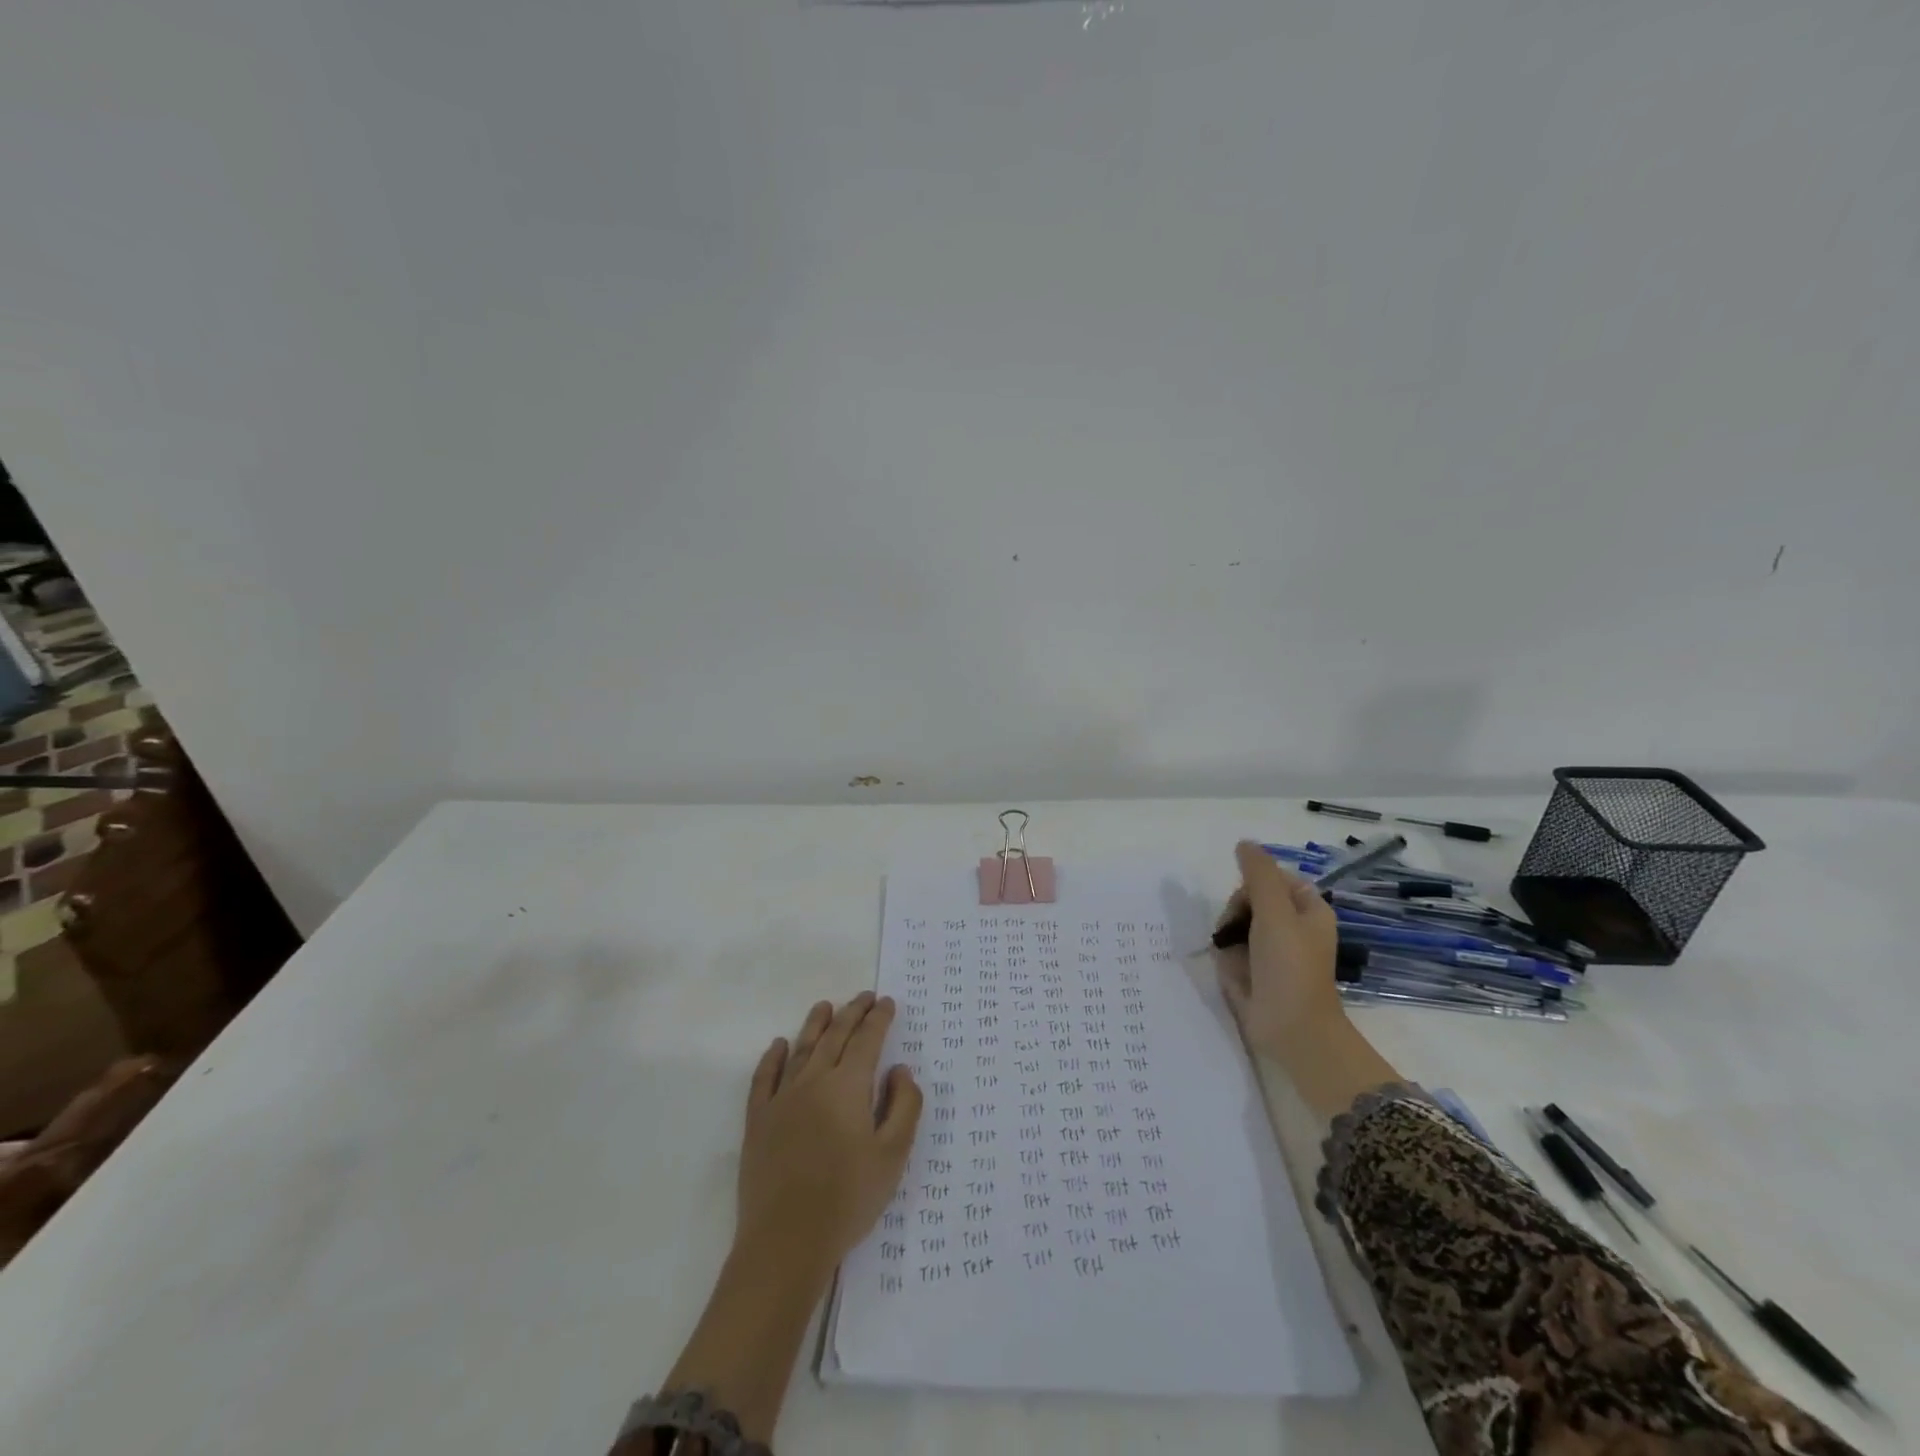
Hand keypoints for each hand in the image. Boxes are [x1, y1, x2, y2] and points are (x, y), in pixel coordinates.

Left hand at [735, 993, 922, 1277]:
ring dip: (815, 1024)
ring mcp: (782, 1099)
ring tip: (825, 1006)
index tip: (887, 1002)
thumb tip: (900, 1070)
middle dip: (853, 1012)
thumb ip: (904, 1107)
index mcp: (848, 1086)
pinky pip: (764, 1078)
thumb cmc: (848, 1199)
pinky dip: (773, 1057)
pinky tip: (779, 1045)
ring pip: (801, 1049)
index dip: (879, 1018)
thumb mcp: (893, 1156)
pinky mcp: (758, 1120)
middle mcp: (814, 1081)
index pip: (867, 1039)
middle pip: (835, 1036)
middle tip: (864, 997)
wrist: (786, 1241)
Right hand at [1215, 840, 1344, 1059]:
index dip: (1255, 884)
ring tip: (1234, 958)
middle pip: (1250, 899)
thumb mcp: (1275, 912)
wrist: (1292, 1030)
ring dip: (1228, 937)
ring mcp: (1272, 951)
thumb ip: (1258, 874)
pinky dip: (1227, 958)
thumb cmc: (1290, 967)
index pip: (1273, 878)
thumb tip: (1244, 843)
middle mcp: (1292, 927)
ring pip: (1236, 925)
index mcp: (1308, 910)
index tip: (1248, 901)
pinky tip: (1232, 973)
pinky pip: (1232, 951)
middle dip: (1237, 913)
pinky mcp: (1255, 972)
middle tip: (1237, 932)